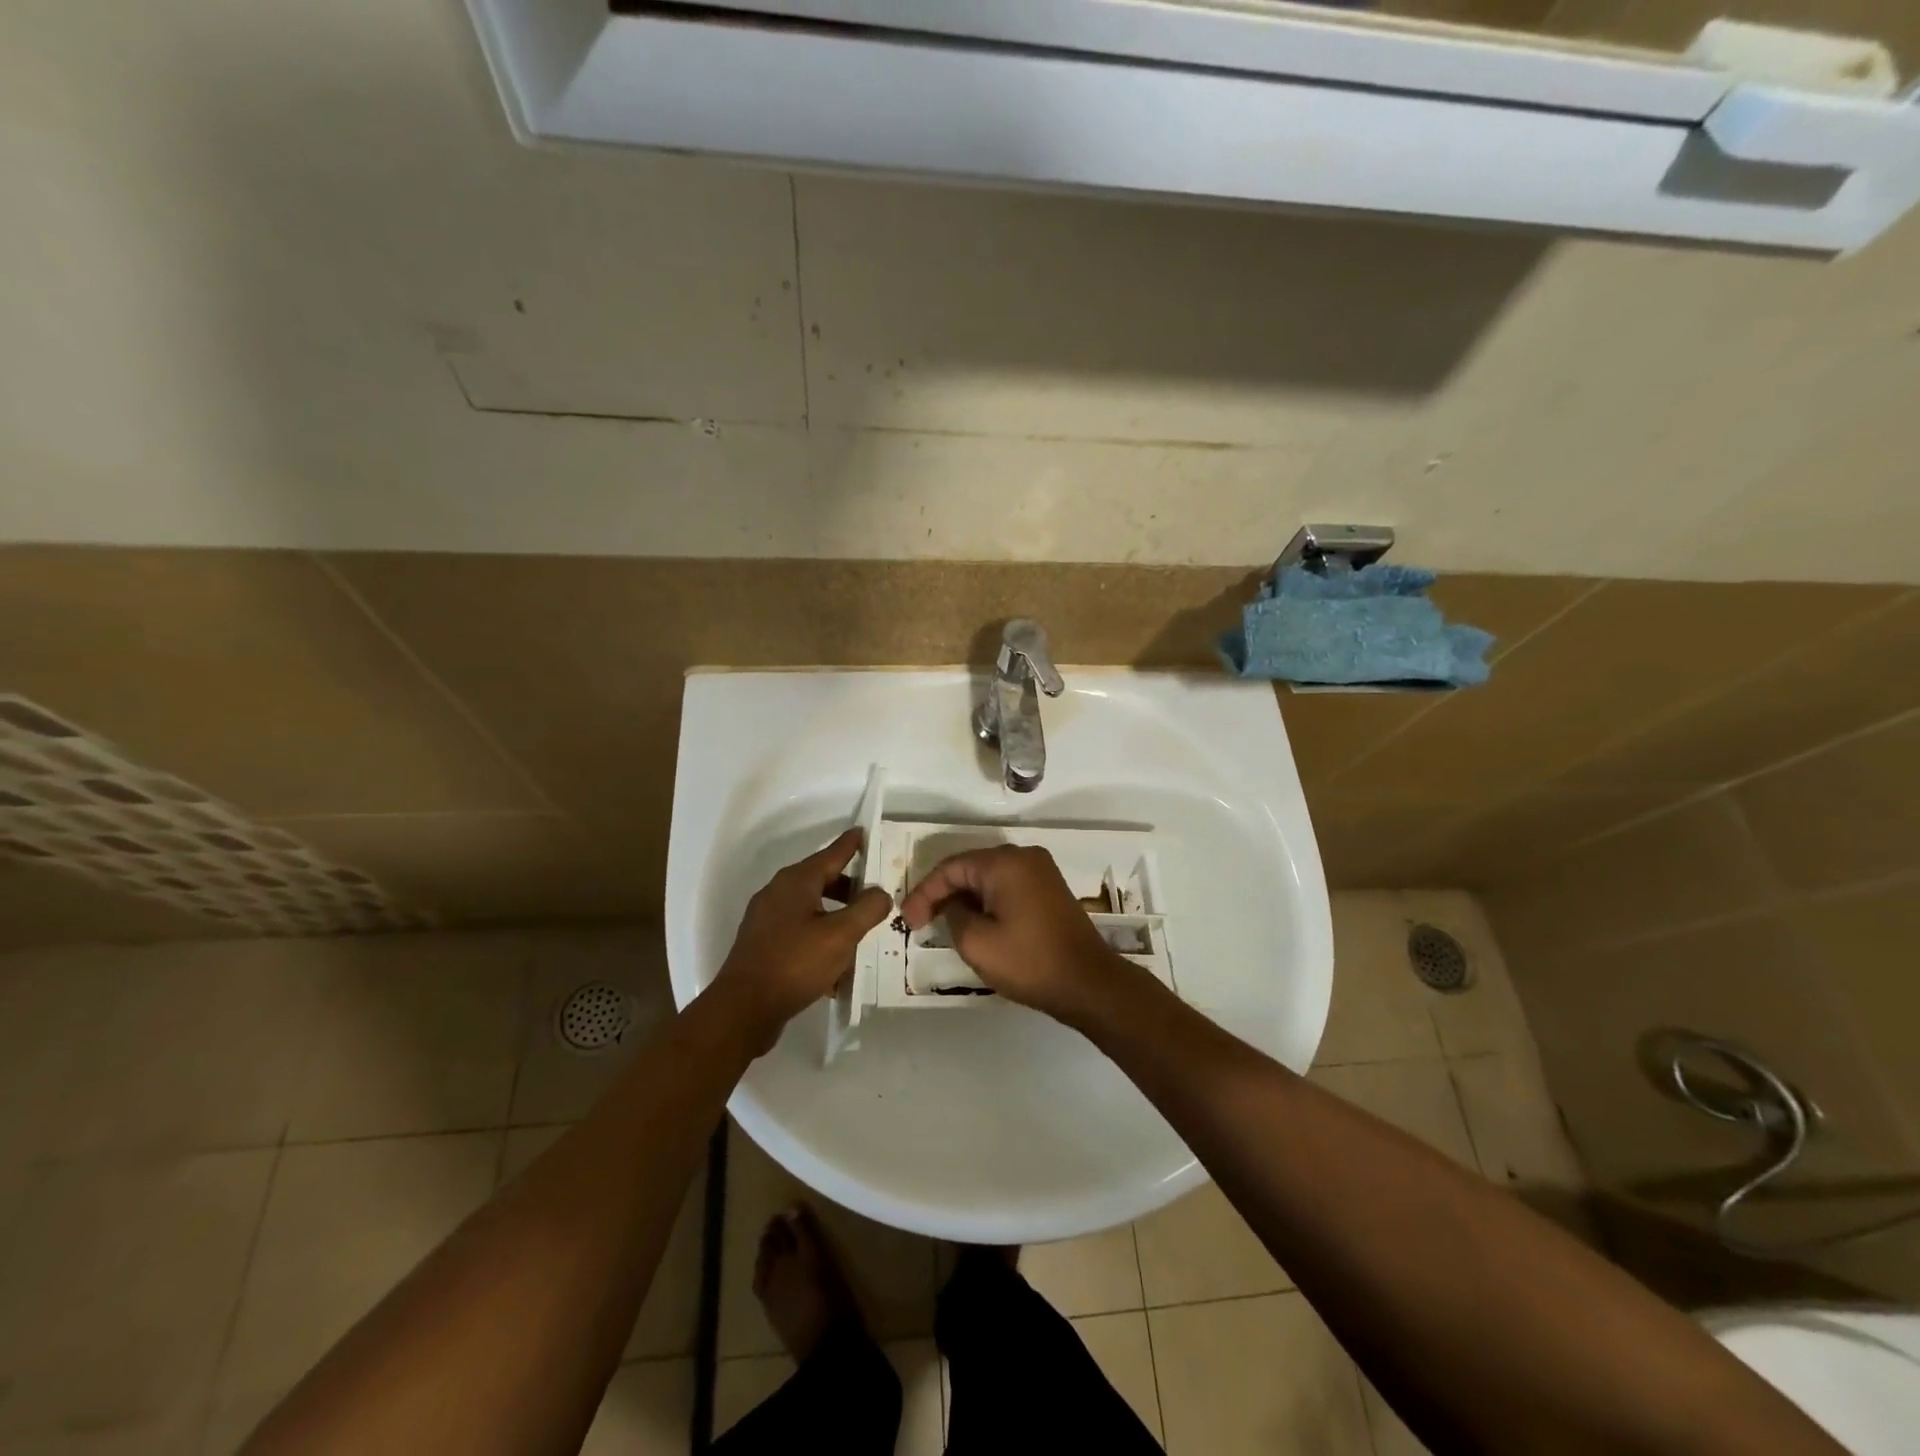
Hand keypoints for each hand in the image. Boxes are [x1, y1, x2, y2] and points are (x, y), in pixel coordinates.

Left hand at [714, 829, 891, 1053]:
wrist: (743, 1009)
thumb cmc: (795, 963)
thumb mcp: (841, 935)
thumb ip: (866, 909)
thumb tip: (880, 893)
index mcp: (797, 881)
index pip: (832, 853)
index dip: (851, 844)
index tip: (865, 832)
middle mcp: (778, 892)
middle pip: (821, 879)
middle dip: (849, 886)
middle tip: (875, 895)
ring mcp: (767, 918)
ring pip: (811, 907)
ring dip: (836, 915)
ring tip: (859, 932)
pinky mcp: (763, 944)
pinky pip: (799, 930)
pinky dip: (819, 936)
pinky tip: (835, 963)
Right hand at [899, 845, 1124, 1023]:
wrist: (1088, 983)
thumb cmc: (1029, 961)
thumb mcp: (977, 942)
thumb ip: (954, 915)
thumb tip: (954, 905)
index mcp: (1004, 862)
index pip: (951, 868)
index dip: (924, 892)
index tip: (907, 920)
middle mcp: (1024, 856)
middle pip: (970, 868)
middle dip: (942, 893)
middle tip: (920, 921)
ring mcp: (1041, 871)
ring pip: (989, 878)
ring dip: (964, 898)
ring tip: (942, 924)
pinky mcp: (1049, 889)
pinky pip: (1008, 886)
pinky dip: (987, 901)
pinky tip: (975, 922)